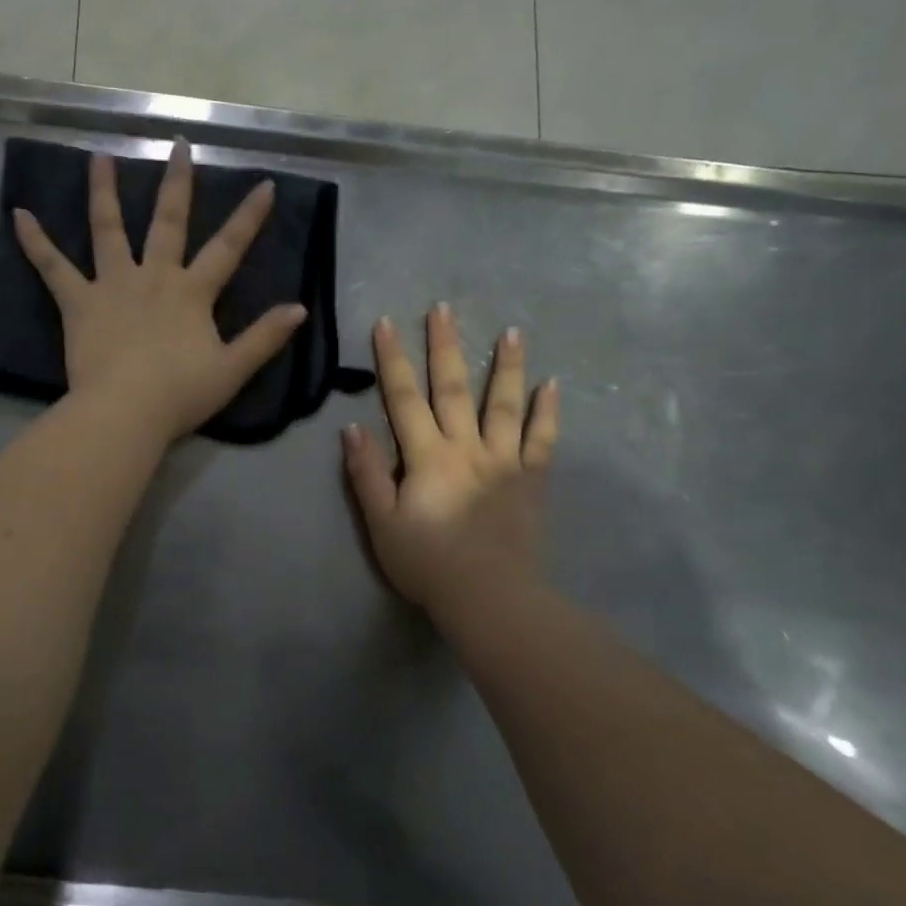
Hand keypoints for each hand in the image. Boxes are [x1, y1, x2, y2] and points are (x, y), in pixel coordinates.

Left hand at [14, 141, 307, 444]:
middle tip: (177, 145)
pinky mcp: (78, 302)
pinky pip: (53, 267)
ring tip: (99, 156)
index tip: (265, 184)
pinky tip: (18, 215)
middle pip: (167, 222)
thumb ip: (265, 338)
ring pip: (108, 229)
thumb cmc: (180, 395)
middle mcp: (154, 276)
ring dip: (104, 191)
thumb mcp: (233, 370)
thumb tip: (299, 308)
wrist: (125, 412)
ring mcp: (112, 285)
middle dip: (176, 182)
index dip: (248, 217)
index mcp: (191, 293)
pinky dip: (35, 242)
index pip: (228, 248)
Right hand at [343, 307, 558, 619]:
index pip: (404, 397)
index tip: (386, 324)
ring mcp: (505, 460)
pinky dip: (548, 411)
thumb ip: (367, 473)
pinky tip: (553, 385)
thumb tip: (352, 427)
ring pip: (505, 404)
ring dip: (506, 365)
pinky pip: (542, 439)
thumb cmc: (426, 562)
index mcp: (427, 456)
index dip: (393, 359)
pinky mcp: (531, 479)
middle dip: (445, 345)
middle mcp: (467, 447)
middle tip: (443, 308)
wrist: (489, 596)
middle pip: (454, 388)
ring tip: (511, 331)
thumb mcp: (381, 522)